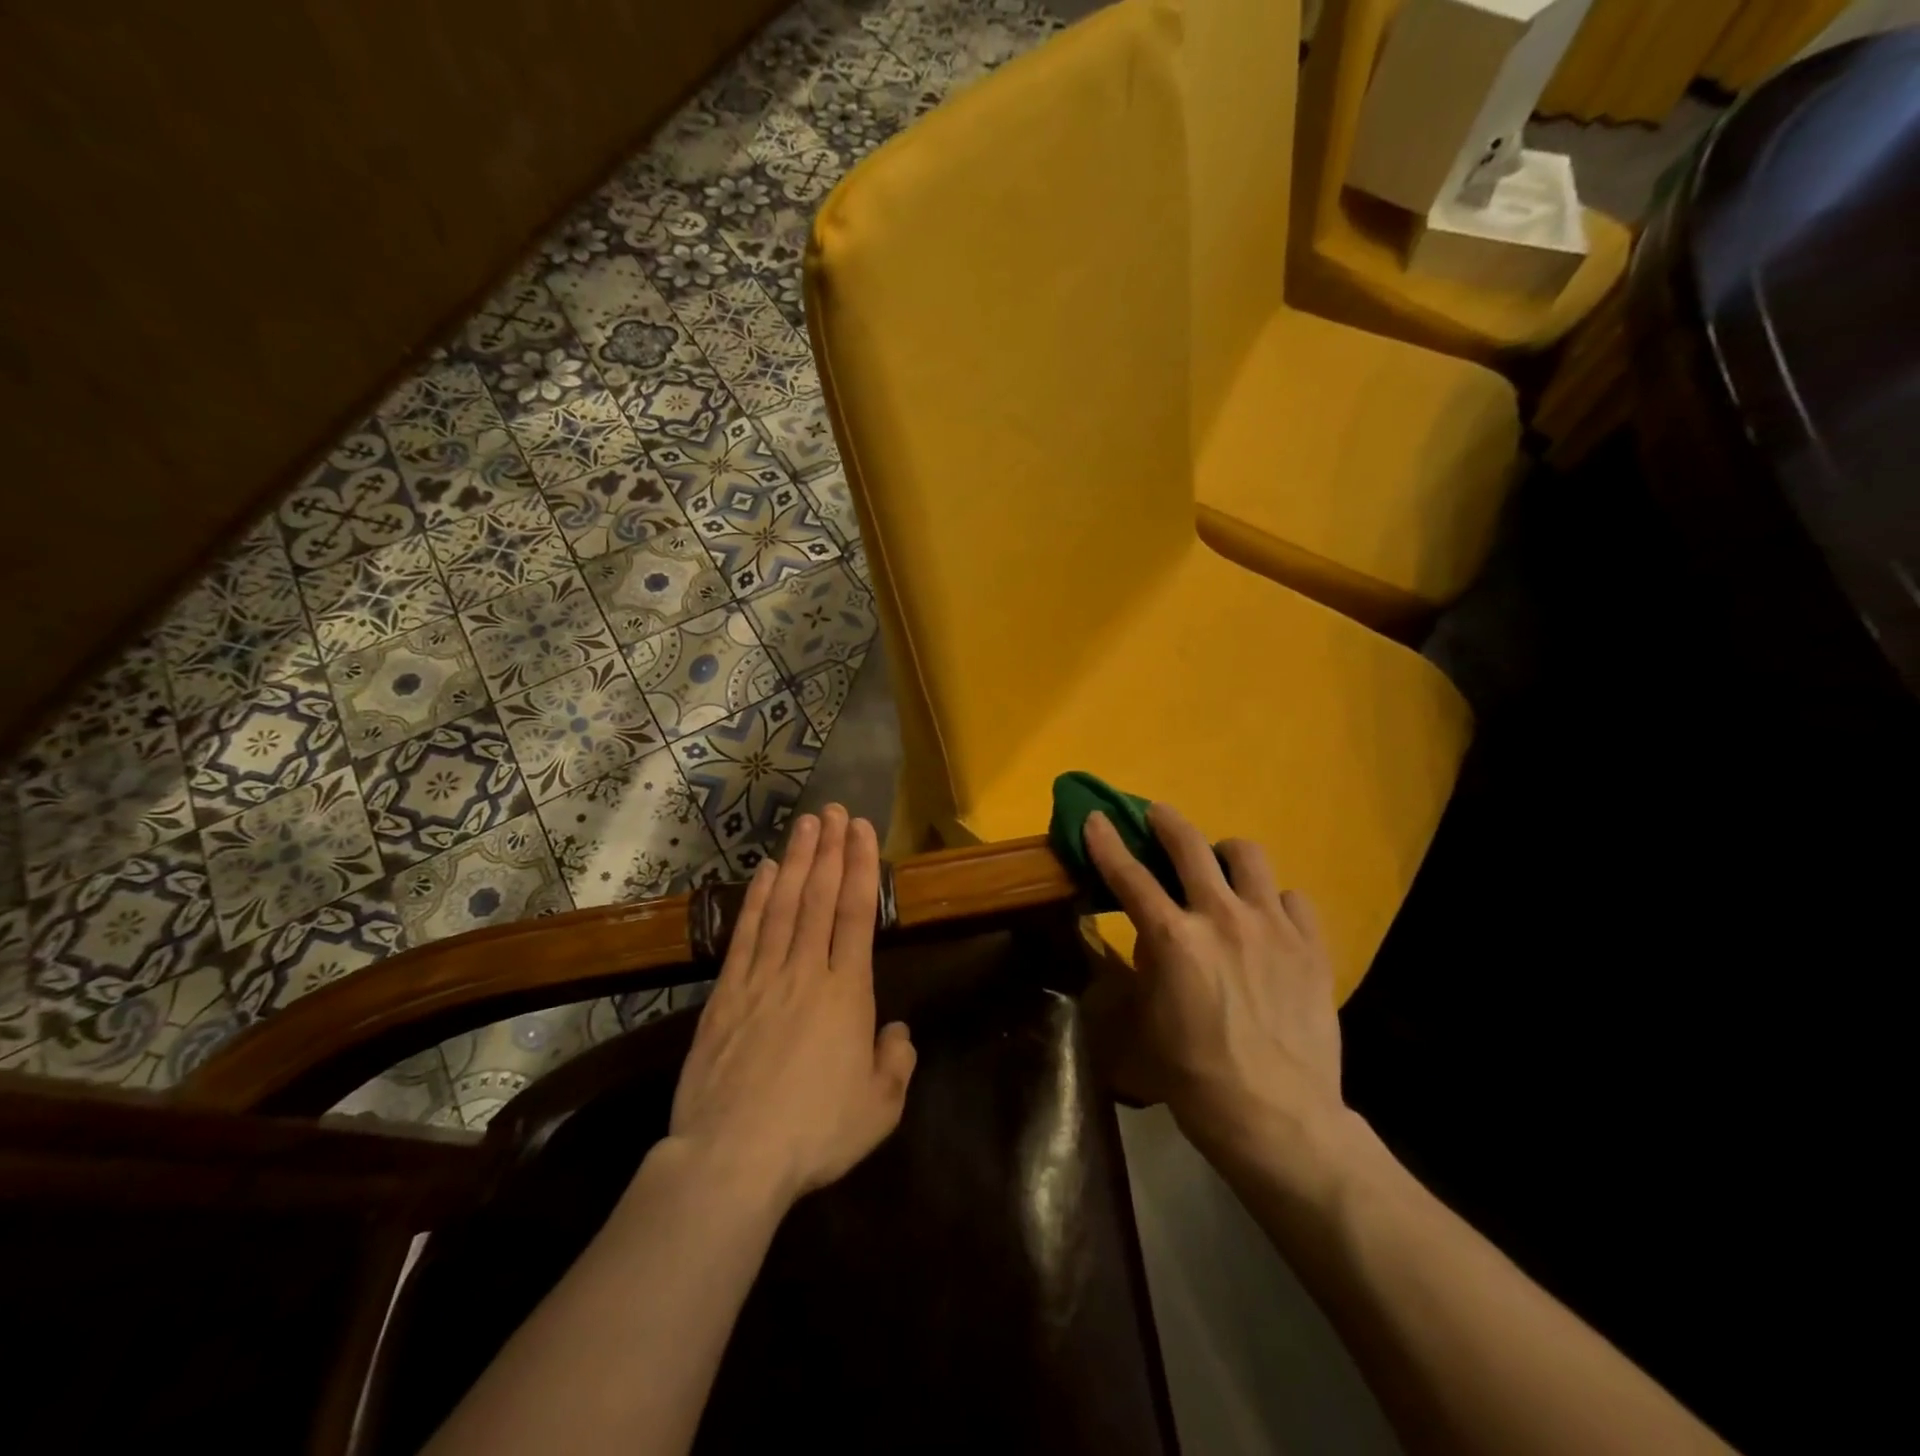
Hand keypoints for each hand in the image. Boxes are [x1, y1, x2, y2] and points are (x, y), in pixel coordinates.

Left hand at [666, 805, 916, 1209]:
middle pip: (820, 898)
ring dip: (797, 862)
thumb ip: (896, 1062)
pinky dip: (757, 900)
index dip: (861, 867)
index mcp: (847, 993)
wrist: (732, 1159)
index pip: (858, 914)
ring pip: (784, 906)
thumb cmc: (814, 1134)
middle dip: (830, 851)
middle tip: (834, 811)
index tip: (862, 830)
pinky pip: (746, 936)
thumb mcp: (879, 1109)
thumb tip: (897, 1031)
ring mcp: (762, 979)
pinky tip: (766, 874)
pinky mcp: (726, 995)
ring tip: (805, 825)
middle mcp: (806, 972)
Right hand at [1085, 803, 1351, 1178]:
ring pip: (1248, 856)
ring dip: (1225, 854)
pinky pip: (1292, 897)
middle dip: (1167, 822)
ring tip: (1221, 868)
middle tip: (1157, 816)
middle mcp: (1222, 917)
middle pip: (1190, 845)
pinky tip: (1268, 919)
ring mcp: (1272, 926)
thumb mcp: (1146, 1022)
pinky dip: (1273, 899)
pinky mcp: (1311, 944)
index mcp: (1174, 939)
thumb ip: (1147, 967)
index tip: (1096, 818)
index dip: (1107, 843)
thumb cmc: (1196, 1077)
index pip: (1130, 875)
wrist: (1278, 1118)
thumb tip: (1155, 937)